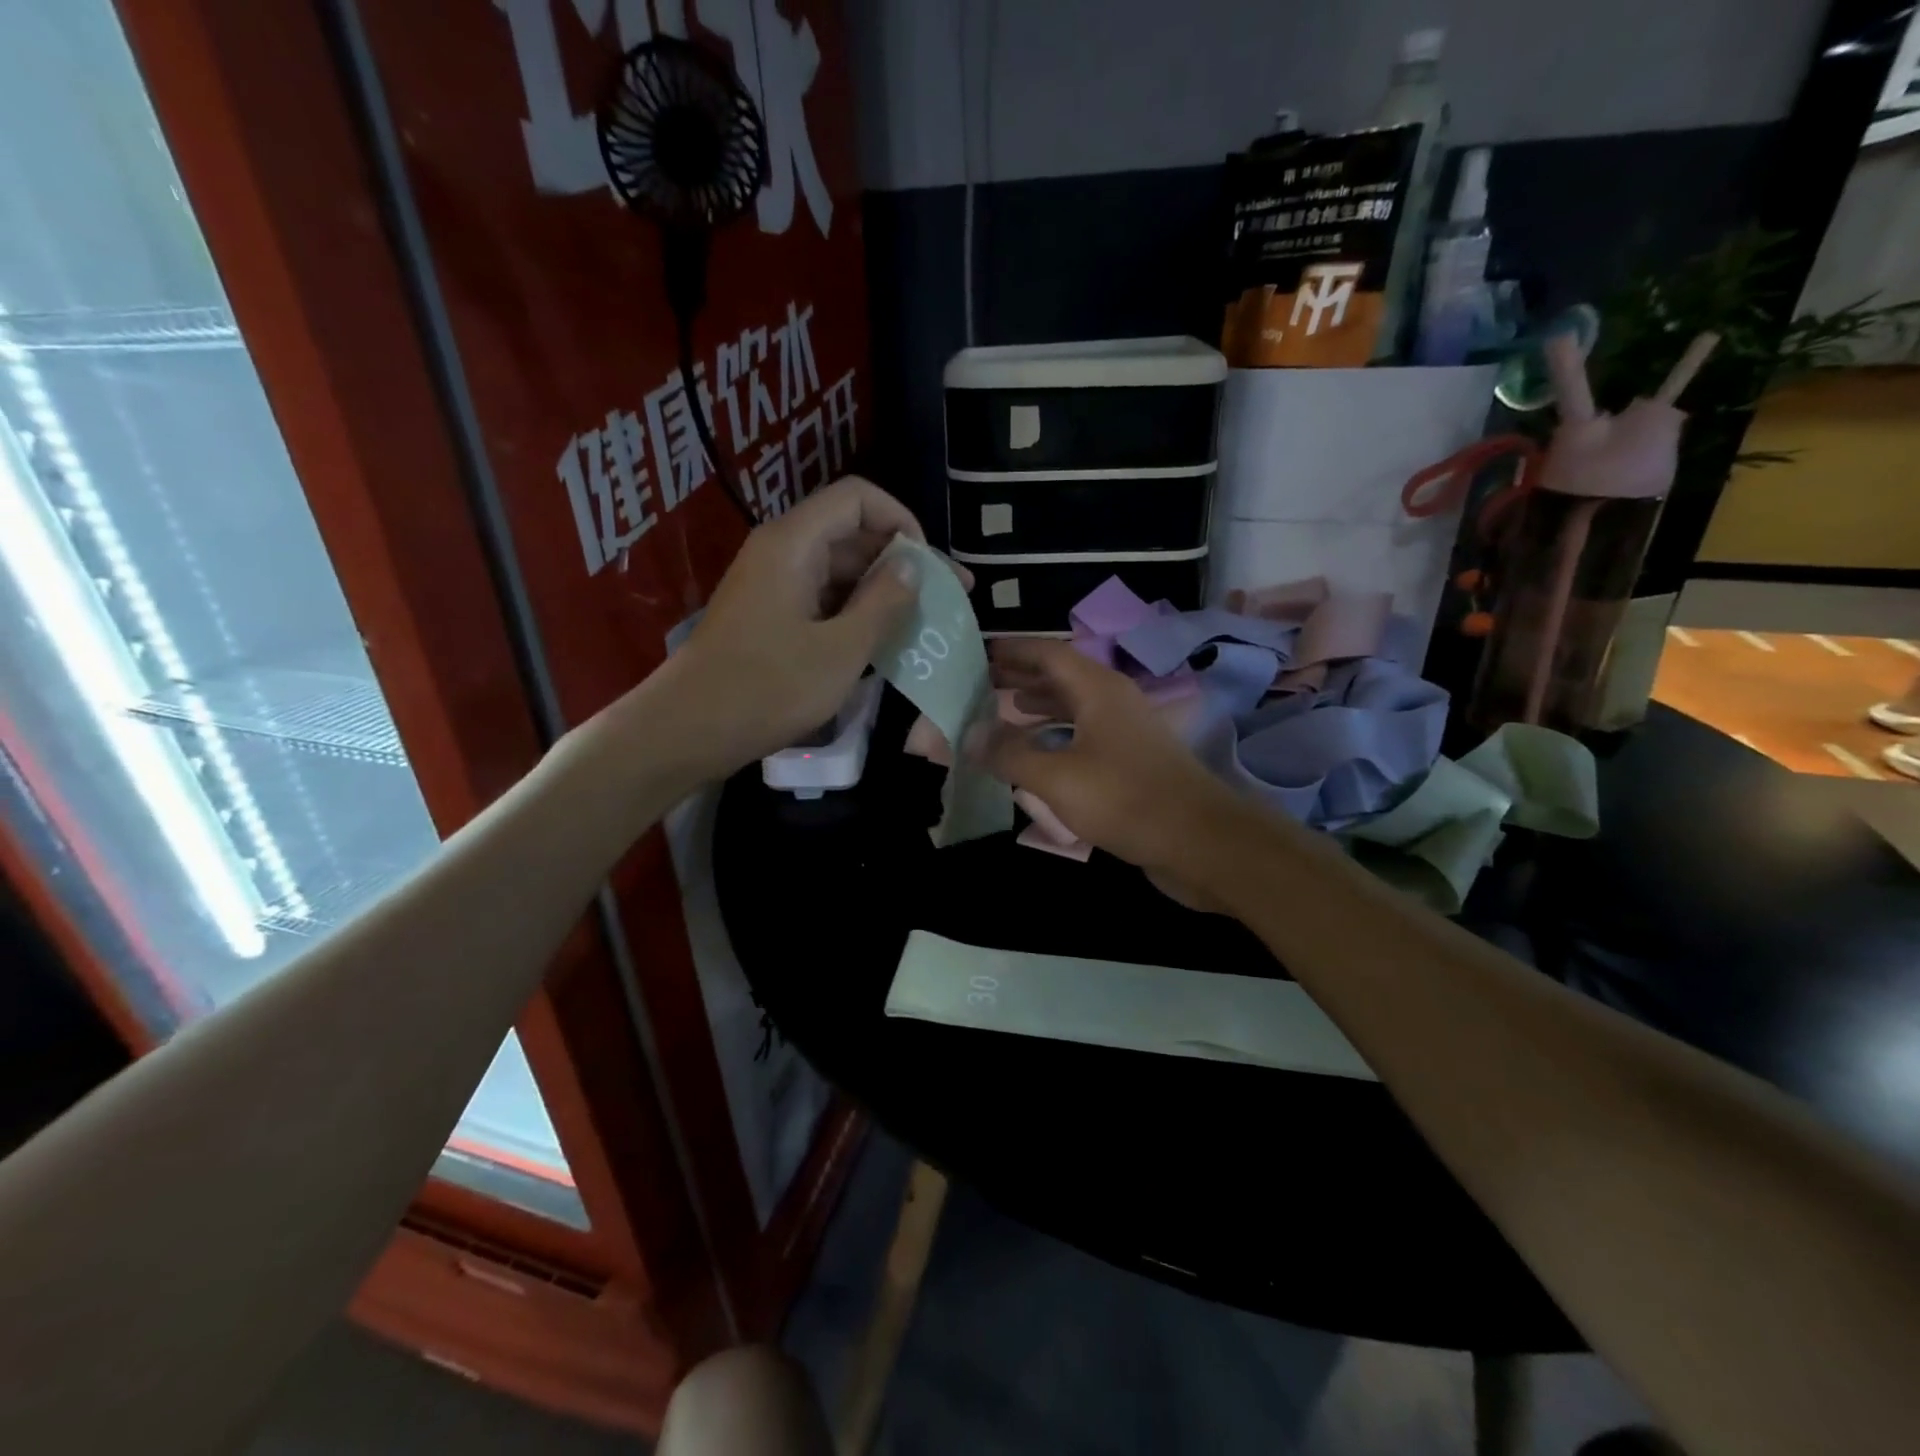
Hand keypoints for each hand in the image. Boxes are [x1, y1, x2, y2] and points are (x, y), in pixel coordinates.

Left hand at [669, 477, 926, 774]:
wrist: (687, 730)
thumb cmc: (767, 688)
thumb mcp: (841, 650)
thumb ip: (883, 603)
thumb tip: (912, 568)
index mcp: (794, 543)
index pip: (858, 497)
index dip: (901, 521)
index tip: (928, 567)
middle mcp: (781, 551)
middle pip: (850, 532)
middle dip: (899, 561)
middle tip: (944, 599)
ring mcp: (772, 584)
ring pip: (838, 569)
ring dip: (879, 592)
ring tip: (919, 625)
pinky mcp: (768, 615)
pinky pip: (821, 598)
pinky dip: (854, 613)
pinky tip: (880, 643)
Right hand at [979, 640, 1257, 889]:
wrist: (1199, 841)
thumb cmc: (1125, 799)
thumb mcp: (1057, 777)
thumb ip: (1010, 754)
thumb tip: (969, 735)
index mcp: (1098, 690)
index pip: (1050, 653)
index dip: (1015, 650)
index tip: (982, 652)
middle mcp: (1114, 702)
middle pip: (1063, 677)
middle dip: (1023, 676)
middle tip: (984, 680)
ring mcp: (1128, 732)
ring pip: (1076, 707)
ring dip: (1041, 705)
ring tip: (1006, 709)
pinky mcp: (1133, 762)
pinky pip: (1086, 735)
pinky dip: (1058, 735)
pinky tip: (1040, 753)